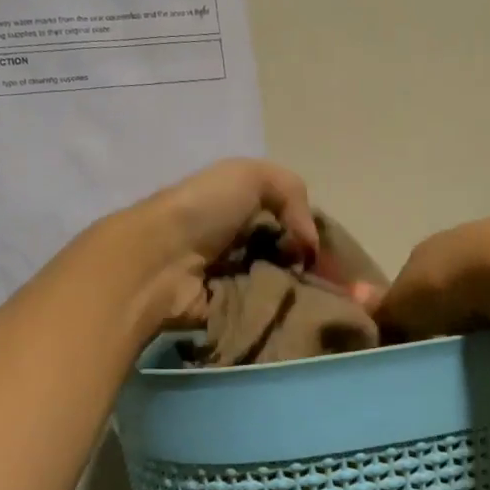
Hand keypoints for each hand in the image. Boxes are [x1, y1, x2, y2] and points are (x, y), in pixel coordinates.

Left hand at [121, 158, 319, 327]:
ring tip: (322, 300)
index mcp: (241, 206)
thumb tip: (310, 243)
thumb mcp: (251, 175)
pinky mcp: (228, 311)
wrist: (159, 260)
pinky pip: (264, 312)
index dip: (311, 233)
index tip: (331, 251)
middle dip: (310, 268)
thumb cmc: (203, 210)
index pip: (288, 220)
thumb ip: (292, 193)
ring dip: (300, 292)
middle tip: (330, 281)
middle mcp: (237, 242)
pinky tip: (303, 314)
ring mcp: (232, 279)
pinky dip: (283, 313)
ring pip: (280, 286)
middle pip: (287, 256)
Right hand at [376, 218, 489, 338]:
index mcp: (429, 245)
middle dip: (455, 302)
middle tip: (455, 339)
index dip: (414, 305)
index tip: (418, 336)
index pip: (413, 275)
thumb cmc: (455, 287)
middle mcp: (468, 233)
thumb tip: (364, 316)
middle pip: (455, 274)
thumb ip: (384, 312)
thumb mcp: (406, 306)